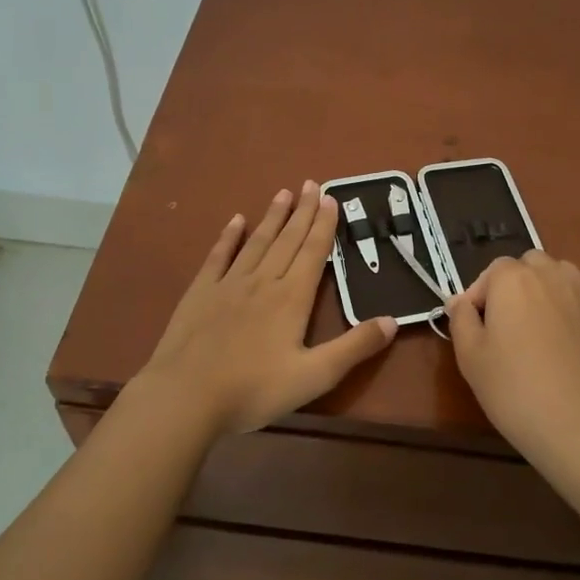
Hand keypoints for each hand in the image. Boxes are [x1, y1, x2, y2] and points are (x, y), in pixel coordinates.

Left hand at [136, 182, 397, 436]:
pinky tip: (236, 221)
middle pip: (288, 240)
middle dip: (302, 211)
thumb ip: (354, 347)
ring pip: (257, 242)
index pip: (314, 252)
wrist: (186, 396)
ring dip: (272, 217)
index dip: (324, 225)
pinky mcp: (200, 293)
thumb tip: (393, 320)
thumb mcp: (315, 376)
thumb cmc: (254, 390)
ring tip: (283, 193)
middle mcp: (263, 281)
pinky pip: (218, 256)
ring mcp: (228, 284)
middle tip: (311, 183)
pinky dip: (228, 237)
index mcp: (292, 298)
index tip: (331, 198)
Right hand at [446, 251, 579, 468]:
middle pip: (529, 267)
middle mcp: (553, 276)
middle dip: (514, 287)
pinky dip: (569, 320)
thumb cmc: (515, 389)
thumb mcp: (470, 357)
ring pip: (560, 281)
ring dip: (544, 295)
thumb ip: (461, 320)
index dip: (479, 297)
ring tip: (535, 334)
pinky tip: (564, 357)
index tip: (475, 329)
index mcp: (514, 279)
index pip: (491, 271)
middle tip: (505, 327)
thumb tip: (460, 301)